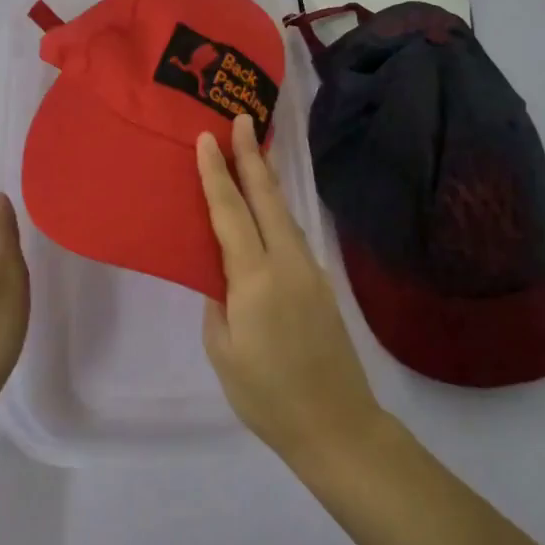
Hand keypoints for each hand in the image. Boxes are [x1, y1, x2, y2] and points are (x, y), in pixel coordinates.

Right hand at [196, 115, 384, 462]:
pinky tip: (268, 209)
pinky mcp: (321, 285)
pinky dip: (276, 210)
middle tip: (241, 119)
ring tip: (254, 151)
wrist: (337, 425)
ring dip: (267, 179)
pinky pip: (292, 235)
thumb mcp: (223, 351)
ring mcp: (310, 272)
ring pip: (284, 213)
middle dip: (251, 156)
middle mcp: (287, 263)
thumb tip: (222, 276)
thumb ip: (219, 303)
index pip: (230, 213)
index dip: (216, 174)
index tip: (207, 138)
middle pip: (267, 199)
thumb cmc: (268, 395)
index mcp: (255, 279)